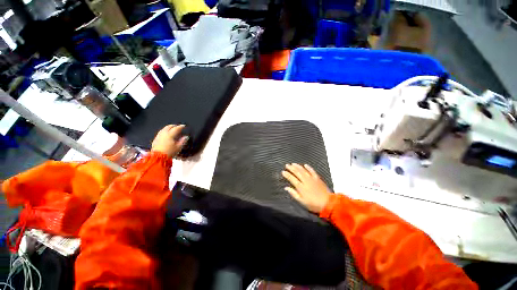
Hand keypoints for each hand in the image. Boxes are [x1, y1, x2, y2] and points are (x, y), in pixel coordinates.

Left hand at [151, 124, 187, 157]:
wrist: (158, 157)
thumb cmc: (169, 152)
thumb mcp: (178, 147)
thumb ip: (182, 141)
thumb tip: (186, 137)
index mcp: (170, 135)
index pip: (176, 128)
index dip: (180, 127)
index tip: (183, 126)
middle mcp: (163, 134)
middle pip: (168, 127)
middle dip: (173, 125)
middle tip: (177, 126)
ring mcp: (159, 136)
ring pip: (163, 129)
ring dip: (168, 128)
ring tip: (171, 129)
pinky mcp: (155, 139)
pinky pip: (160, 132)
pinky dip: (164, 131)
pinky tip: (165, 134)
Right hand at [282, 163, 331, 213]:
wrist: (328, 203)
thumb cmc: (313, 204)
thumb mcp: (302, 202)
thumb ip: (294, 194)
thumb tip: (286, 188)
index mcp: (301, 187)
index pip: (292, 179)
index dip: (287, 174)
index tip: (283, 171)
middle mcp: (306, 181)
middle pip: (297, 172)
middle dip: (291, 168)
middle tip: (287, 165)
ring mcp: (312, 179)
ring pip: (303, 170)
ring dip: (298, 166)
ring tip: (293, 163)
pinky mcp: (317, 178)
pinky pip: (312, 171)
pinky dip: (308, 167)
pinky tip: (305, 165)